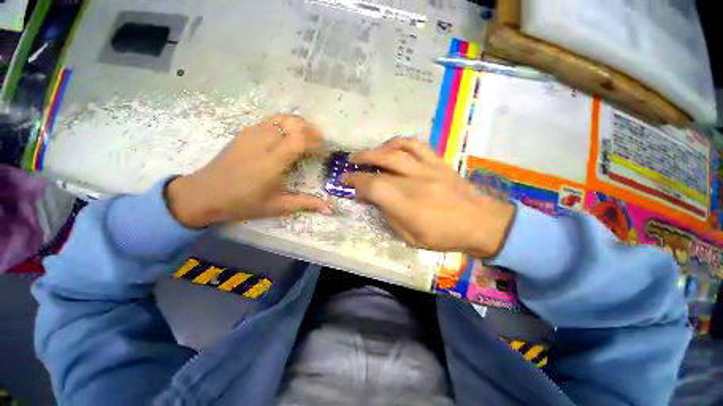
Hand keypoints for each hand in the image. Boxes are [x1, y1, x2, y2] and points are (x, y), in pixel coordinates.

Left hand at [167, 114, 332, 228]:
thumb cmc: (242, 203)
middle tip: (320, 141)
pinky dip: (285, 123)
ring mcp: (251, 134)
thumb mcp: (277, 207)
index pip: (298, 140)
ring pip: (280, 118)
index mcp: (271, 163)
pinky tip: (288, 135)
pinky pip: (269, 121)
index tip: (324, 149)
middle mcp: (262, 143)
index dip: (315, 141)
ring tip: (307, 135)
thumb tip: (329, 209)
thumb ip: (305, 203)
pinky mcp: (244, 133)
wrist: (204, 194)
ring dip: (298, 123)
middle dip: (310, 129)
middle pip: (291, 123)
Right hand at [344, 137, 514, 257]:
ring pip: (398, 149)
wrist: (482, 223)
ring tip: (368, 153)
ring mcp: (428, 168)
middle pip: (382, 163)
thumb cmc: (444, 236)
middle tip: (350, 163)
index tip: (346, 181)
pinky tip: (392, 147)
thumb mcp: (410, 237)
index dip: (355, 182)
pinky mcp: (439, 162)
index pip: (373, 186)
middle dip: (361, 161)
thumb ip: (389, 216)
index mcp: (407, 204)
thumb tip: (374, 200)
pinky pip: (417, 145)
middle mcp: (415, 181)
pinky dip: (400, 142)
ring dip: (377, 149)